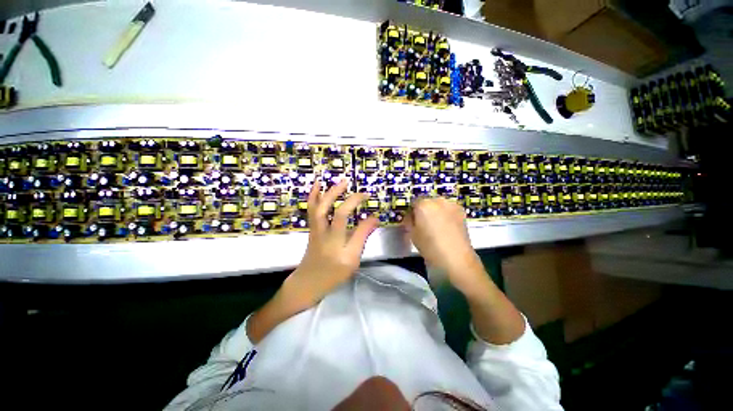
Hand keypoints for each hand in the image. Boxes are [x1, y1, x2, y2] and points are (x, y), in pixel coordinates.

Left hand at [287, 178, 378, 306]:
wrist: (308, 282)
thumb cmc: (333, 274)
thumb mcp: (353, 260)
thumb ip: (362, 237)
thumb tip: (374, 218)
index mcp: (336, 243)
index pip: (345, 217)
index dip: (356, 203)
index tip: (368, 197)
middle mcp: (323, 233)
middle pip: (327, 209)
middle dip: (338, 193)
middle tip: (349, 183)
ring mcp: (315, 230)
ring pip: (317, 207)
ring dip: (326, 192)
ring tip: (337, 181)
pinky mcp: (312, 229)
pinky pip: (312, 210)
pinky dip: (314, 196)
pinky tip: (317, 187)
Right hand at [405, 198, 482, 292]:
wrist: (456, 258)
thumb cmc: (430, 246)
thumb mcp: (412, 234)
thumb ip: (409, 222)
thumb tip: (411, 218)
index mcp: (423, 204)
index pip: (413, 203)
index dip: (411, 213)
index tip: (410, 222)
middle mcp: (438, 200)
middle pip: (426, 202)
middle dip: (423, 211)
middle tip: (422, 224)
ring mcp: (451, 205)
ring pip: (438, 205)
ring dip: (435, 212)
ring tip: (435, 227)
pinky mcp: (461, 212)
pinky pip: (448, 210)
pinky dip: (445, 215)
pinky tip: (445, 228)